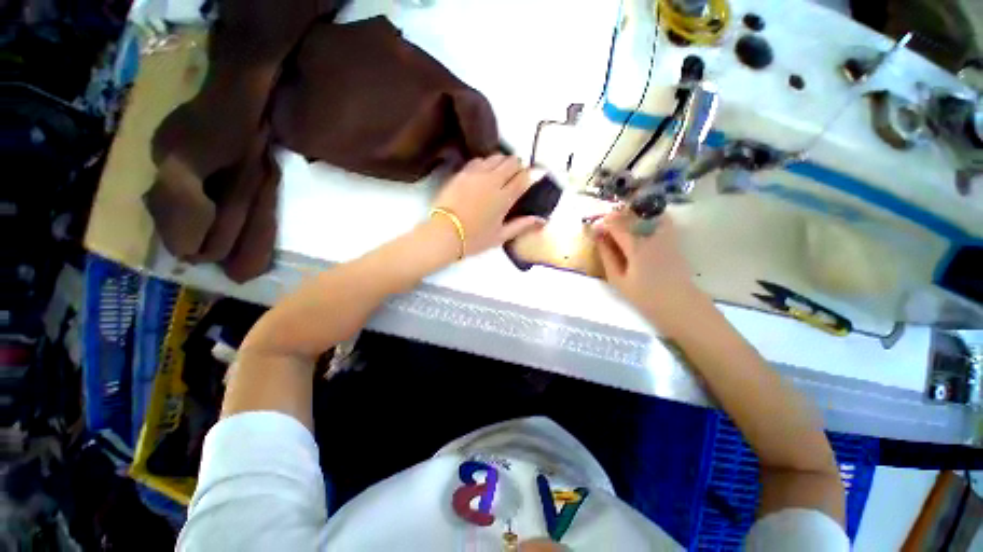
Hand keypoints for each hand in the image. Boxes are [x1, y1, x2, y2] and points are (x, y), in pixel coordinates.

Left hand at [432, 154, 544, 256]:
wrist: (444, 234)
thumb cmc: (474, 239)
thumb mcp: (501, 236)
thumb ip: (522, 225)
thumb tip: (542, 220)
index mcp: (505, 198)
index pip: (523, 177)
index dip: (530, 175)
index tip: (530, 178)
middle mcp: (493, 181)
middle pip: (512, 162)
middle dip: (518, 166)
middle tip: (516, 176)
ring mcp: (476, 174)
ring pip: (496, 157)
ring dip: (502, 162)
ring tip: (501, 173)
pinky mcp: (462, 173)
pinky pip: (478, 160)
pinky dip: (486, 163)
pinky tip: (483, 172)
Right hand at [594, 209, 700, 317]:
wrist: (678, 303)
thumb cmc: (644, 295)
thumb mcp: (618, 280)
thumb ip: (607, 257)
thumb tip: (598, 239)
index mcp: (636, 247)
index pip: (616, 225)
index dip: (603, 224)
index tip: (595, 229)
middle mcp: (651, 236)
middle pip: (631, 216)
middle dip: (615, 217)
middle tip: (606, 226)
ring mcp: (665, 235)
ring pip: (646, 214)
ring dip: (632, 216)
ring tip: (622, 224)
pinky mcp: (674, 239)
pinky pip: (661, 220)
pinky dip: (649, 217)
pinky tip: (641, 225)